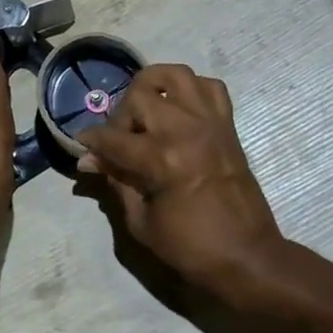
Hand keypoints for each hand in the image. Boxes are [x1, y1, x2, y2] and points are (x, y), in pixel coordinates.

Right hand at [77, 65, 286, 297]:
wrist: (249, 257)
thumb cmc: (192, 248)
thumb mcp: (141, 222)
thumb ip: (116, 181)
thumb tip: (90, 159)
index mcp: (162, 159)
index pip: (113, 137)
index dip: (92, 140)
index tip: (83, 144)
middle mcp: (185, 130)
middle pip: (139, 95)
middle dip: (121, 115)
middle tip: (121, 139)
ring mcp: (210, 122)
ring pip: (175, 75)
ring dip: (154, 86)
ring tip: (147, 109)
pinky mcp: (228, 125)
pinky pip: (210, 86)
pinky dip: (192, 90)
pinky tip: (180, 109)